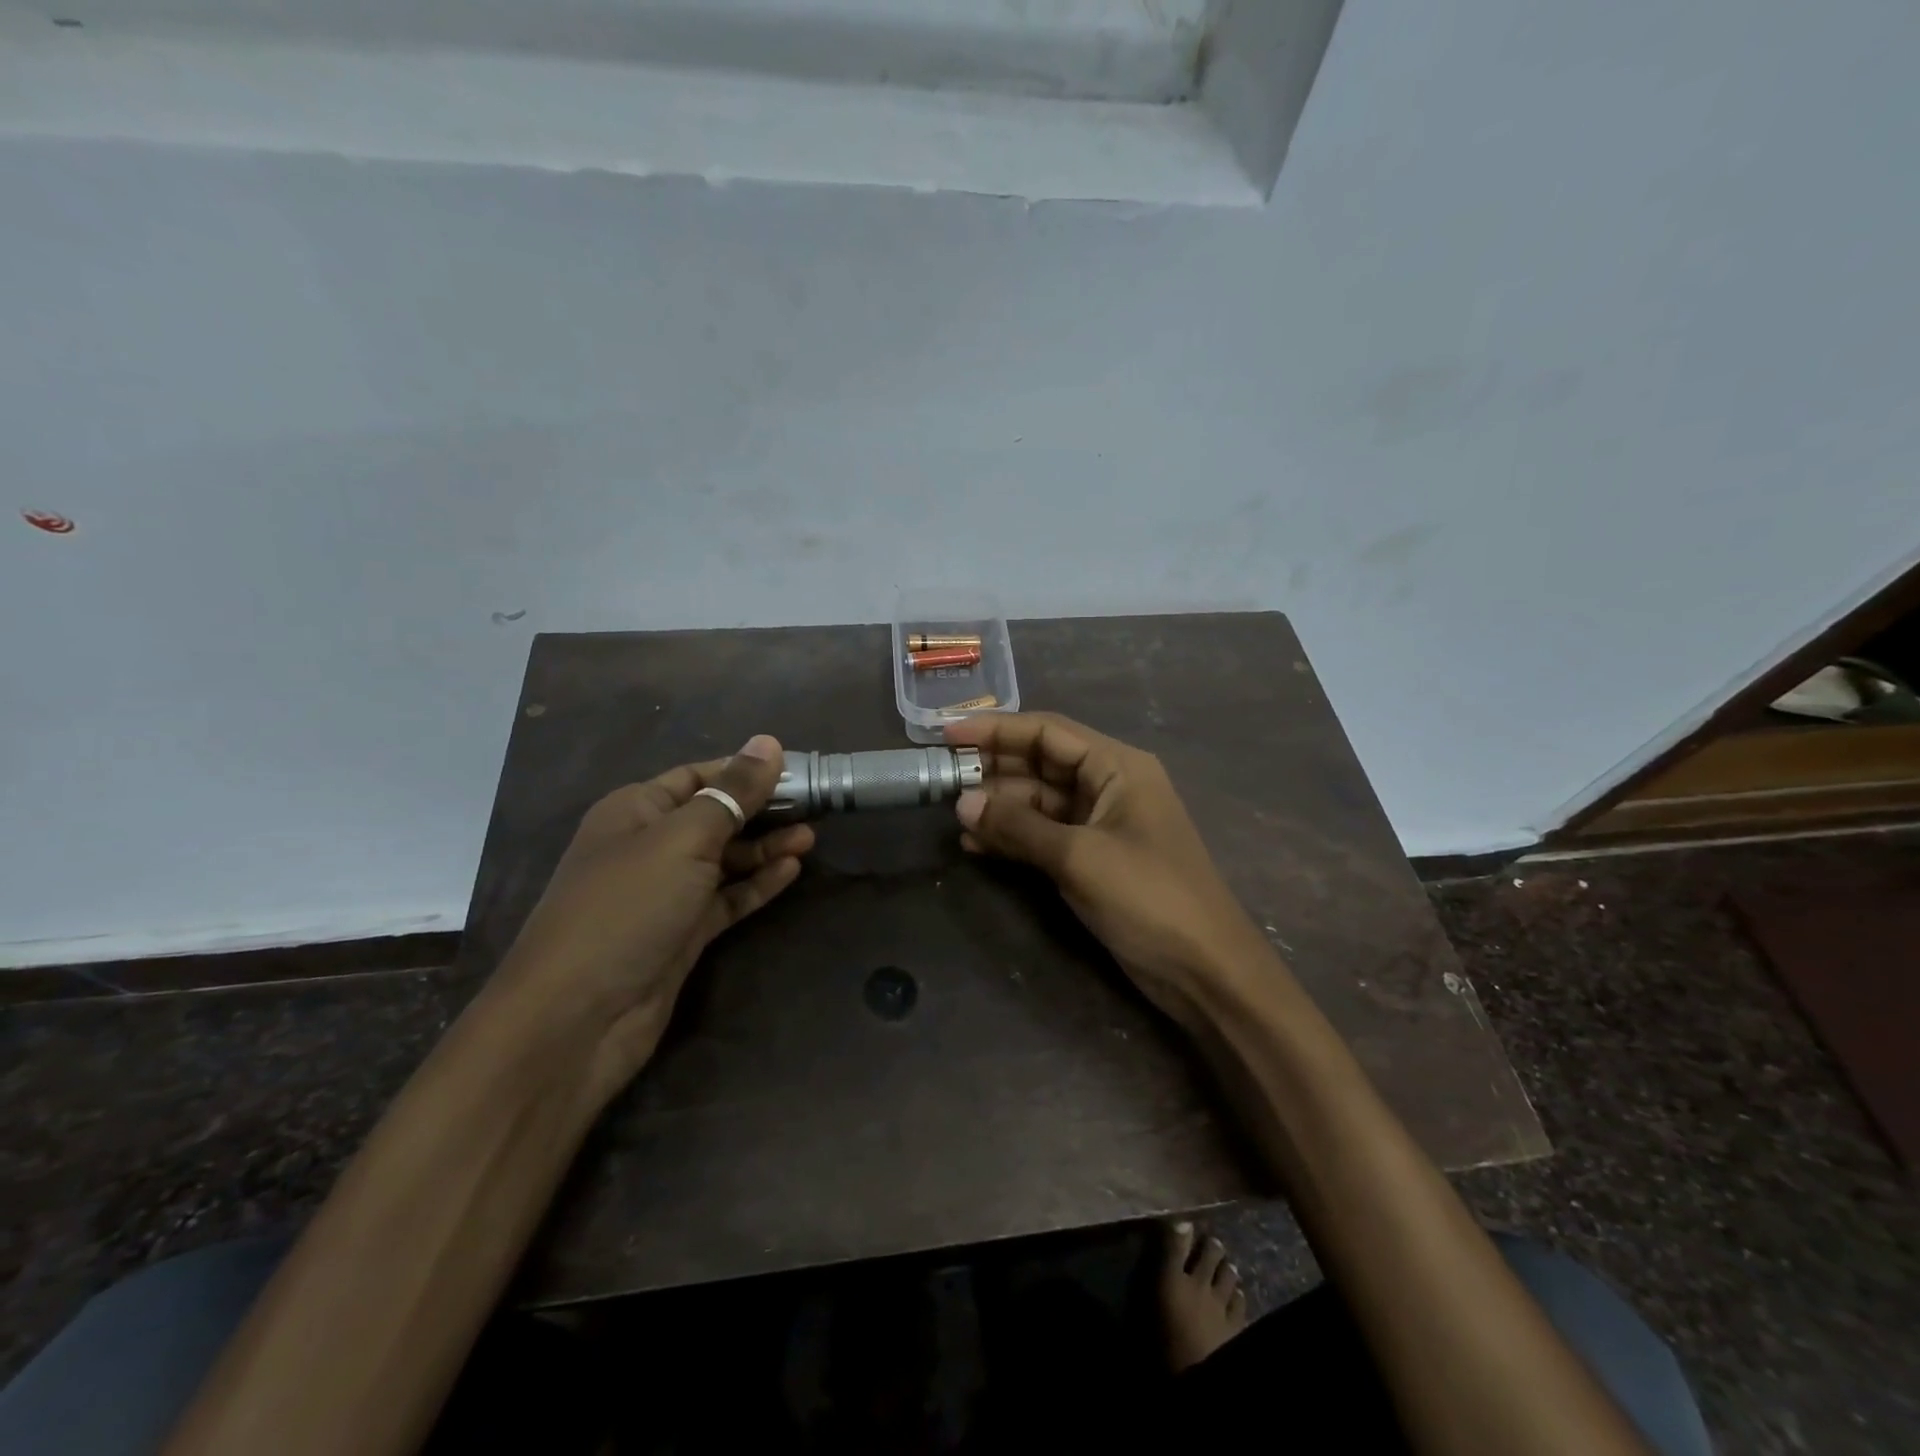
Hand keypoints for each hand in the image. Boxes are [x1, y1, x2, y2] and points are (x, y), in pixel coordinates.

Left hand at [498, 735, 812, 1099]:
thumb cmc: (627, 907)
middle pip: (715, 816)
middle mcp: (650, 846)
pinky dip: (757, 884)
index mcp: (636, 810)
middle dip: (762, 809)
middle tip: (814, 805)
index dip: (745, 769)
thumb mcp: (683, 839)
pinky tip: (791, 870)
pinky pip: (727, 898)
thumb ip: (732, 792)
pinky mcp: (682, 933)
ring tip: (811, 837)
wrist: (578, 1018)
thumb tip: (767, 742)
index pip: (699, 775)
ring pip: (725, 859)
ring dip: (765, 847)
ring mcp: (666, 893)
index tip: (797, 769)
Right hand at [943, 712, 1267, 1028]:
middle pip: (1041, 763)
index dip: (995, 730)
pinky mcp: (1093, 857)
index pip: (1048, 731)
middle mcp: (1109, 784)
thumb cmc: (1149, 898)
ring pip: (1039, 801)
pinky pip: (1045, 835)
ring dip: (999, 806)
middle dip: (993, 768)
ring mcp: (1101, 823)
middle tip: (941, 776)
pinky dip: (1013, 837)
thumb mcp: (1079, 857)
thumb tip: (962, 803)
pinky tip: (975, 845)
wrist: (1205, 971)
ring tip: (951, 814)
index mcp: (1117, 766)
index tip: (947, 735)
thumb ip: (1018, 827)